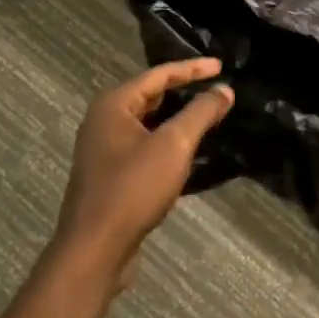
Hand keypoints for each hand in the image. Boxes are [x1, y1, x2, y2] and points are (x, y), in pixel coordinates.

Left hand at [52, 58, 234, 286]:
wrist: (94, 250)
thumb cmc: (133, 188)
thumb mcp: (174, 145)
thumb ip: (201, 113)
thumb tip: (224, 89)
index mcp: (113, 105)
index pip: (159, 75)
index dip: (192, 69)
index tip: (221, 67)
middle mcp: (103, 121)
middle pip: (150, 96)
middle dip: (184, 92)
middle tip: (216, 89)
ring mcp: (103, 150)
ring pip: (147, 124)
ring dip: (176, 120)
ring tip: (208, 117)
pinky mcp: (109, 176)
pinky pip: (143, 147)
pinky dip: (166, 144)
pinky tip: (188, 153)